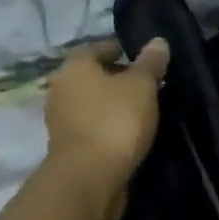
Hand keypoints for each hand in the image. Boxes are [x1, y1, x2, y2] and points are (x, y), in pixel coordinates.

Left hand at [40, 38, 170, 219]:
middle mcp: (61, 89)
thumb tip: (158, 41)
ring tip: (142, 111)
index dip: (119, 50)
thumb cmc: (115, 120)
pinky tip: (129, 135)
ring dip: (112, 106)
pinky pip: (91, 128)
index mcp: (74, 67)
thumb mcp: (142, 86)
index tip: (143, 60)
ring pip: (91, 104)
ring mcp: (60, 121)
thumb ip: (150, 63)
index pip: (96, 48)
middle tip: (147, 86)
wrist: (89, 179)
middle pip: (92, 77)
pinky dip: (107, 128)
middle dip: (117, 79)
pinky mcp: (67, 149)